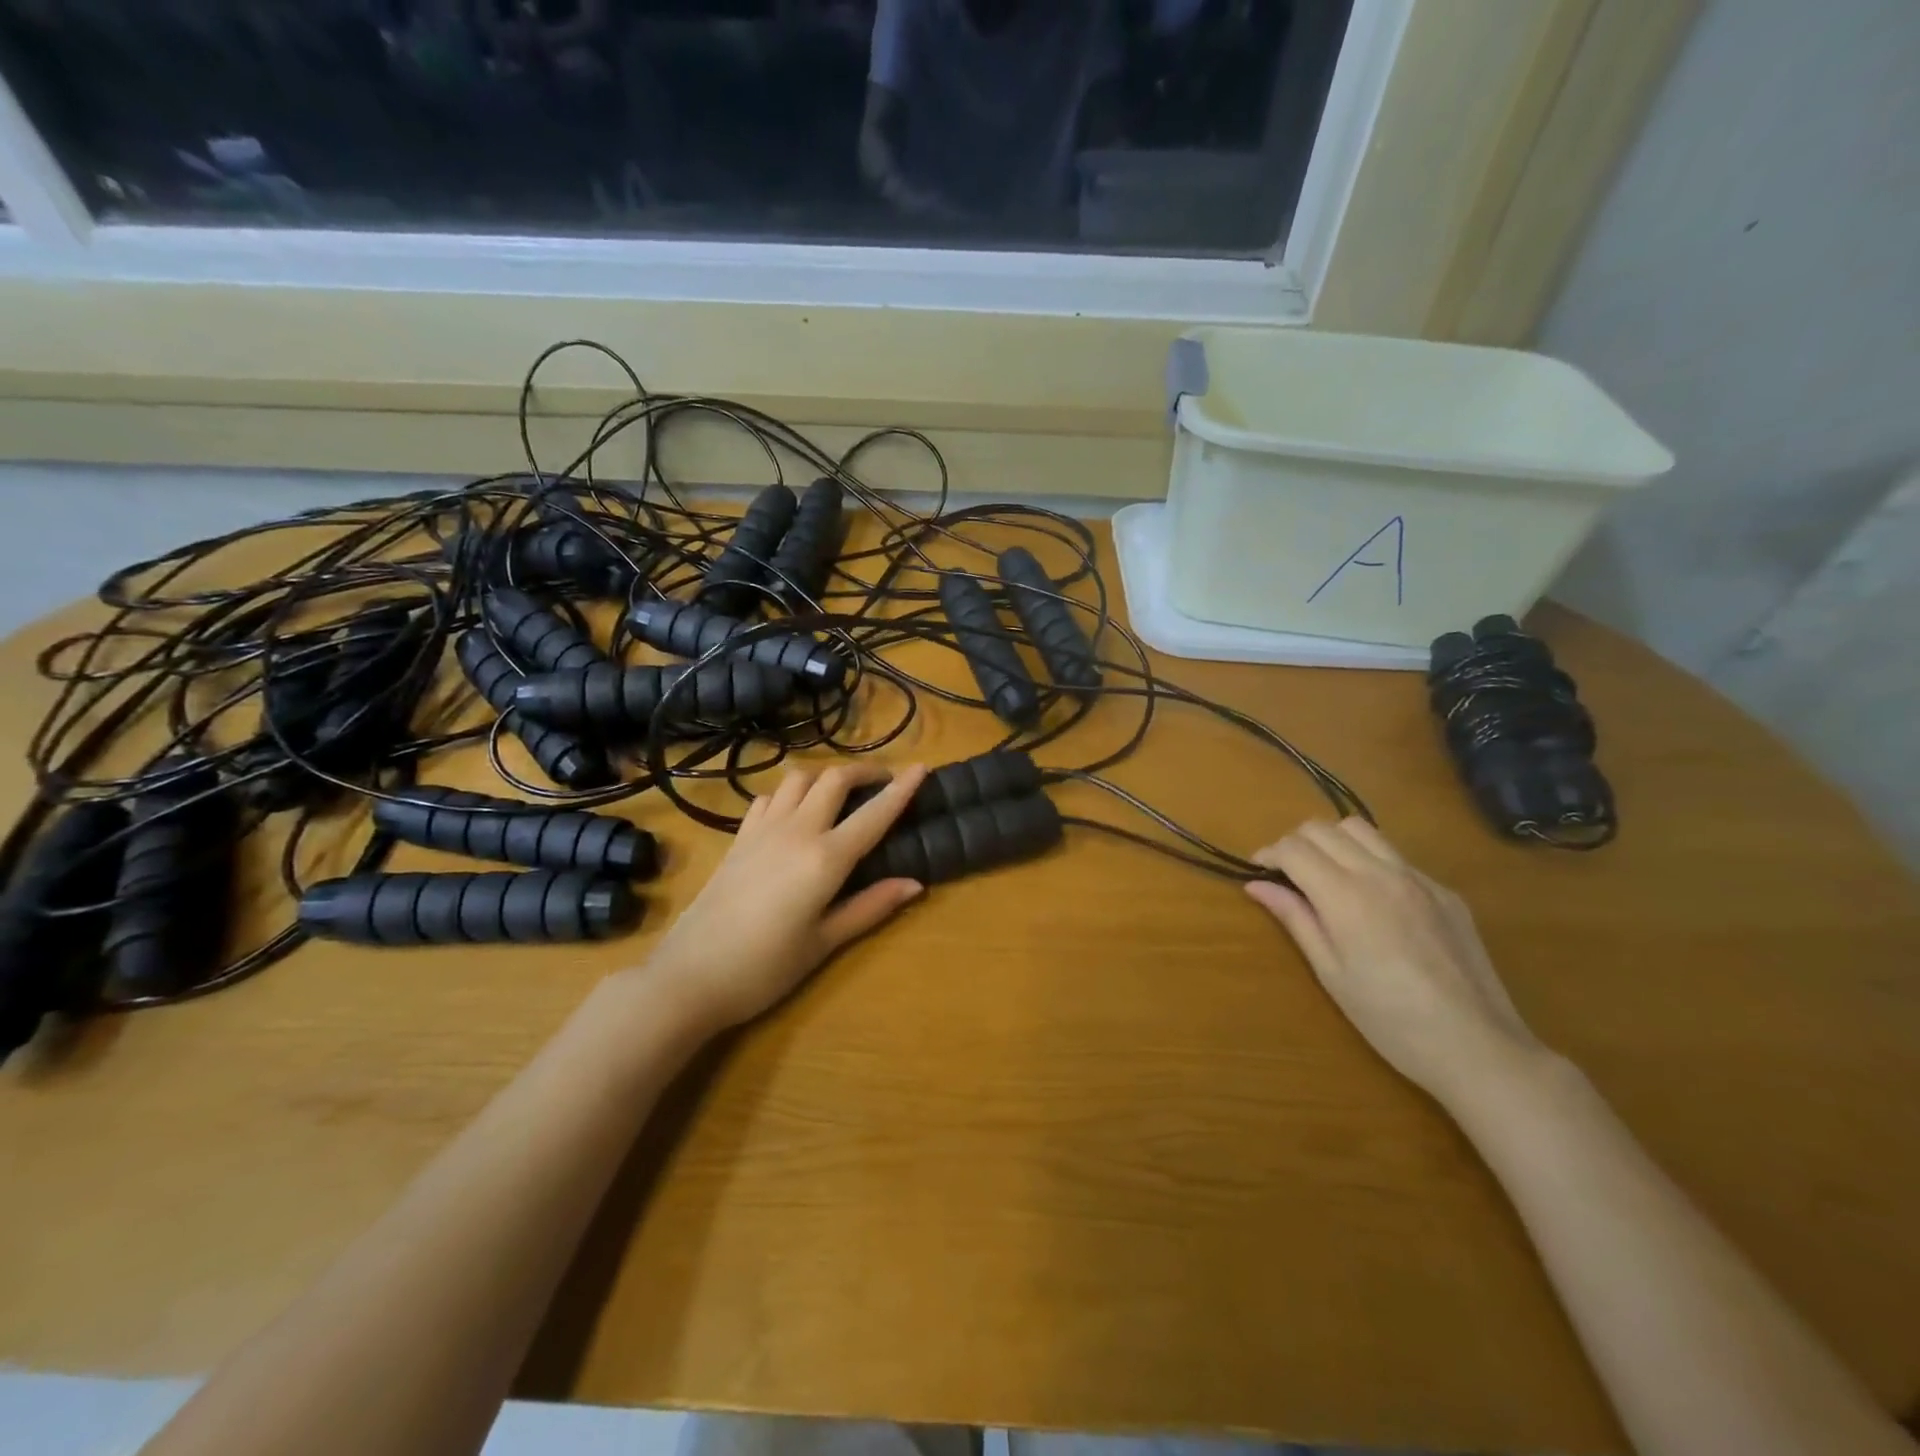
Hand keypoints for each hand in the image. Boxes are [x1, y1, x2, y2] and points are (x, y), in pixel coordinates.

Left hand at [645, 764, 930, 1031]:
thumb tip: (915, 883)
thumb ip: (870, 907)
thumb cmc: (765, 968)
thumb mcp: (824, 942)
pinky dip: (790, 793)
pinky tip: (794, 811)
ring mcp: (762, 830)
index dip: (901, 789)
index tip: (922, 767)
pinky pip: (769, 797)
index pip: (873, 814)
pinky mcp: (738, 838)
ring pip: (798, 778)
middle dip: (863, 772)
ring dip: (825, 776)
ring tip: (840, 794)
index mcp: (825, 859)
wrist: (690, 976)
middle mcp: (796, 831)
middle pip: (834, 778)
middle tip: (882, 782)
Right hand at [1246, 818, 1546, 1109]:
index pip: (1294, 848)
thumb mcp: (1330, 972)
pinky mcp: (1444, 891)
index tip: (1259, 874)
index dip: (1268, 855)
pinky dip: (1369, 862)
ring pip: (1361, 829)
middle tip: (1288, 876)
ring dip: (1332, 842)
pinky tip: (1373, 901)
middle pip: (1323, 828)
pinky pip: (1396, 856)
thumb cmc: (1389, 1019)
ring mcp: (1419, 878)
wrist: (1478, 1046)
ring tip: (1326, 876)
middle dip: (1295, 843)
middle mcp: (1381, 873)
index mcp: (1346, 896)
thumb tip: (1256, 885)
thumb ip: (1295, 919)